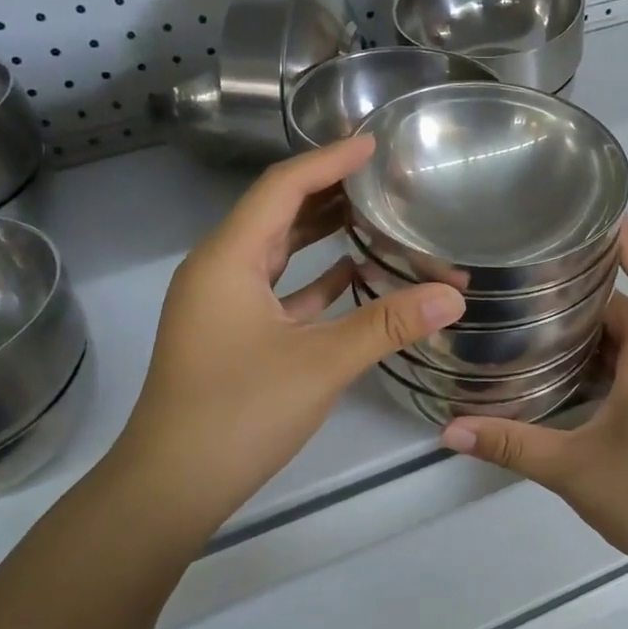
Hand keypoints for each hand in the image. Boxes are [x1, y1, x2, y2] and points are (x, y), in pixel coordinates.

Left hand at [116, 136, 464, 541]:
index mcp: (228, 259)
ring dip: (320, 233)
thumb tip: (454, 295)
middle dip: (327, 191)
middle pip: (276, 213)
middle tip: (382, 177)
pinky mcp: (232, 335)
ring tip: (373, 213)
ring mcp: (222, 304)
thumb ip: (388, 325)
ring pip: (276, 252)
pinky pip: (277, 290)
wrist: (173, 484)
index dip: (328, 161)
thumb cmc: (239, 413)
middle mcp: (219, 270)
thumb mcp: (321, 364)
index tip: (373, 144)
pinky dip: (313, 278)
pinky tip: (354, 275)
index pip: (281, 187)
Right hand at [439, 225, 627, 573]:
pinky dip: (594, 356)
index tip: (607, 218)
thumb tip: (451, 430)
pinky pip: (624, 367)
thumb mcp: (572, 470)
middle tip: (539, 268)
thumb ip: (512, 446)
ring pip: (627, 340)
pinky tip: (556, 367)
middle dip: (592, 284)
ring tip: (537, 309)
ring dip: (590, 322)